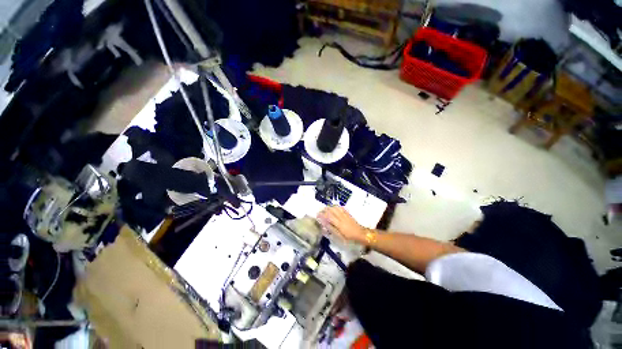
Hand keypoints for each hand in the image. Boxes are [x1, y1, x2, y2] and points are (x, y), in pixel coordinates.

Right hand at [317, 206, 366, 242]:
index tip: (317, 215)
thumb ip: (331, 230)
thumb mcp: (339, 237)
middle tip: (320, 212)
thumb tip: (324, 225)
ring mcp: (345, 214)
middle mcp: (341, 217)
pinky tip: (333, 208)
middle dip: (324, 210)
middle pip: (331, 210)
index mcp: (339, 224)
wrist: (361, 234)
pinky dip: (336, 207)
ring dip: (329, 207)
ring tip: (325, 210)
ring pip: (336, 207)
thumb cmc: (349, 238)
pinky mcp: (348, 213)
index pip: (329, 217)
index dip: (322, 215)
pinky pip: (341, 208)